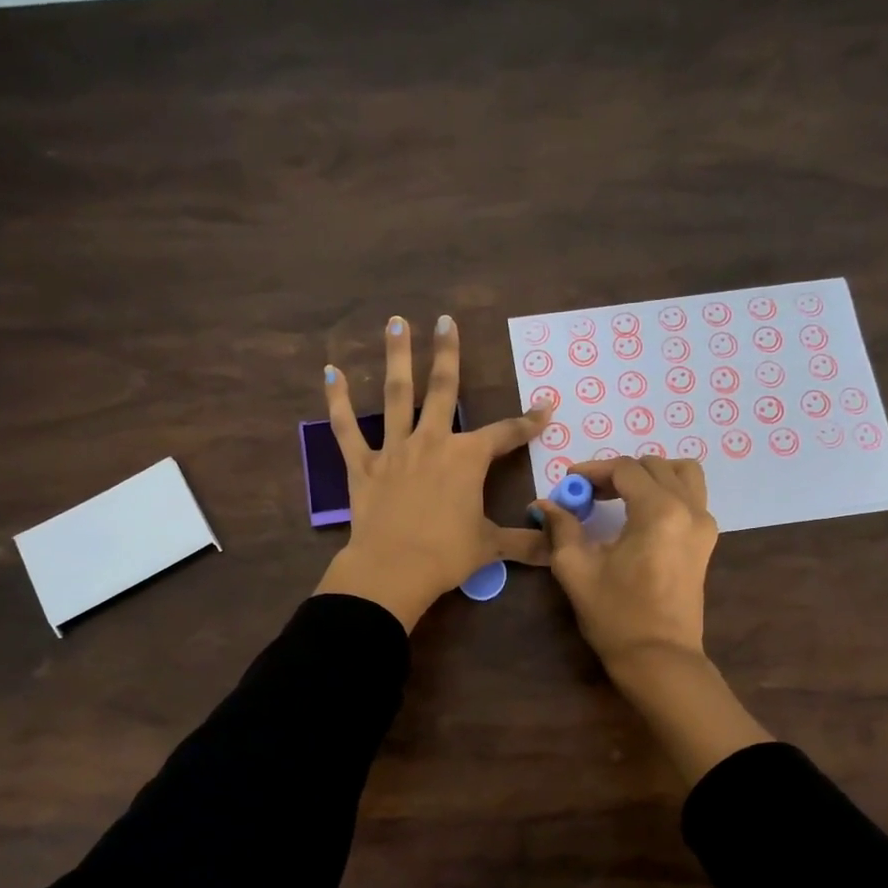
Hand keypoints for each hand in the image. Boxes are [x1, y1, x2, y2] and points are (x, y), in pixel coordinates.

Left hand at [314, 315, 548, 630]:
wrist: (393, 569)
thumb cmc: (447, 554)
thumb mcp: (490, 546)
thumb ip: (525, 543)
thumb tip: (557, 551)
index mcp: (467, 458)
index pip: (505, 434)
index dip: (528, 422)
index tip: (545, 407)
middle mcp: (432, 442)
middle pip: (443, 389)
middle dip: (448, 353)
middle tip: (445, 319)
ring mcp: (395, 449)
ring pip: (397, 394)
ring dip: (397, 357)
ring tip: (396, 322)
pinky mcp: (363, 465)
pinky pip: (347, 429)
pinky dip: (338, 402)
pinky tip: (331, 373)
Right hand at [539, 455, 770, 783]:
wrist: (659, 659)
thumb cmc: (616, 615)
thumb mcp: (576, 569)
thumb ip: (561, 528)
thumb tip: (544, 504)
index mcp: (659, 511)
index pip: (625, 469)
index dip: (593, 471)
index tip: (568, 484)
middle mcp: (689, 509)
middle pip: (654, 466)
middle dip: (618, 472)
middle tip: (588, 493)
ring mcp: (704, 525)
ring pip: (682, 474)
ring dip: (649, 475)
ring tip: (619, 495)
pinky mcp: (706, 541)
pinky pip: (691, 496)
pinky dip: (666, 491)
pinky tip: (638, 513)